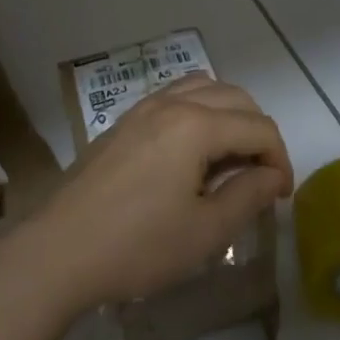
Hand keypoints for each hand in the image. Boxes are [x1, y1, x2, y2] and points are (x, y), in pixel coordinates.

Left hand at [26, 76, 292, 311]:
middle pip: (235, 97)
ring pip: (204, 88)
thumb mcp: (205, 231)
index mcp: (196, 126)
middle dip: (259, 132)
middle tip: (262, 176)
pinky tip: (194, 150)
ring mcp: (143, 108)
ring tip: (232, 156)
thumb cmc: (137, 246)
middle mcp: (171, 103)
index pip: (259, 127)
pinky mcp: (124, 121)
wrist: (59, 250)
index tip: (281, 196)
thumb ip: (248, 196)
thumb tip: (273, 176)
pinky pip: (175, 97)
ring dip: (229, 114)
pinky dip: (199, 111)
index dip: (280, 159)